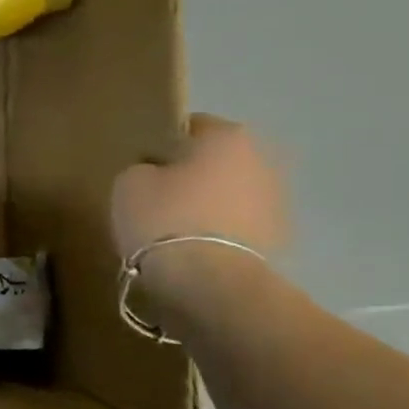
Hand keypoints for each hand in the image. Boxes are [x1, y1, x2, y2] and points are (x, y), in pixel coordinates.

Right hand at [111, 115, 287, 309]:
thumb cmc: (164, 219)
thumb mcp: (129, 184)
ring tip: (175, 229)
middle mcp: (262, 159)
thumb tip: (153, 173)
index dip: (162, 144)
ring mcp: (277, 200)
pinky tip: (193, 251)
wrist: (208, 281)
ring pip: (230, 193)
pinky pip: (238, 226)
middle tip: (157, 197)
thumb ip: (142, 168)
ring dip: (209, 205)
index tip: (142, 165)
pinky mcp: (278, 238)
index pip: (191, 126)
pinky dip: (219, 233)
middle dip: (192, 175)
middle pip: (216, 161)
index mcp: (228, 136)